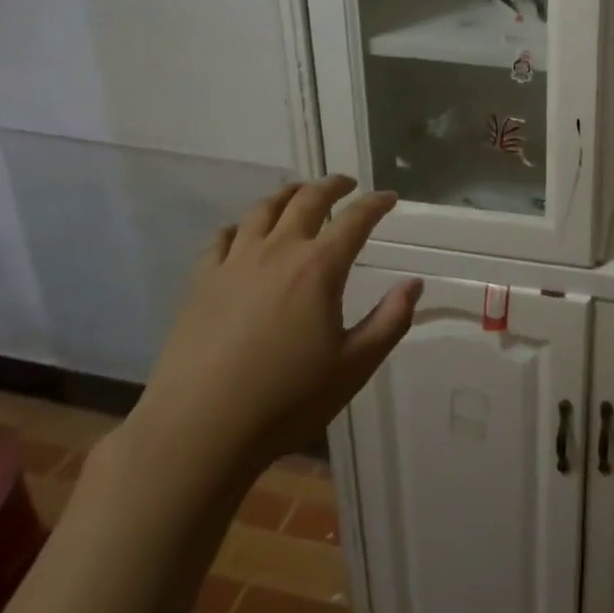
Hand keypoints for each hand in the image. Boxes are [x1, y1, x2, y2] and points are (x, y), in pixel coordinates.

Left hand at [120, 175, 418, 502]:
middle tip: (347, 184)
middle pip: (307, 200)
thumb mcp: (355, 366)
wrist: (199, 429)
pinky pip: (222, 238)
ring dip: (287, 194)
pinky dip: (240, 225)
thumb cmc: (287, 399)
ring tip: (299, 193)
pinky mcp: (201, 281)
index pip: (355, 219)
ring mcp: (234, 263)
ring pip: (262, 210)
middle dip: (331, 185)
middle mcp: (278, 251)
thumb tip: (414, 284)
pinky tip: (243, 232)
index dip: (376, 203)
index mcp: (319, 267)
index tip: (390, 197)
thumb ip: (390, 321)